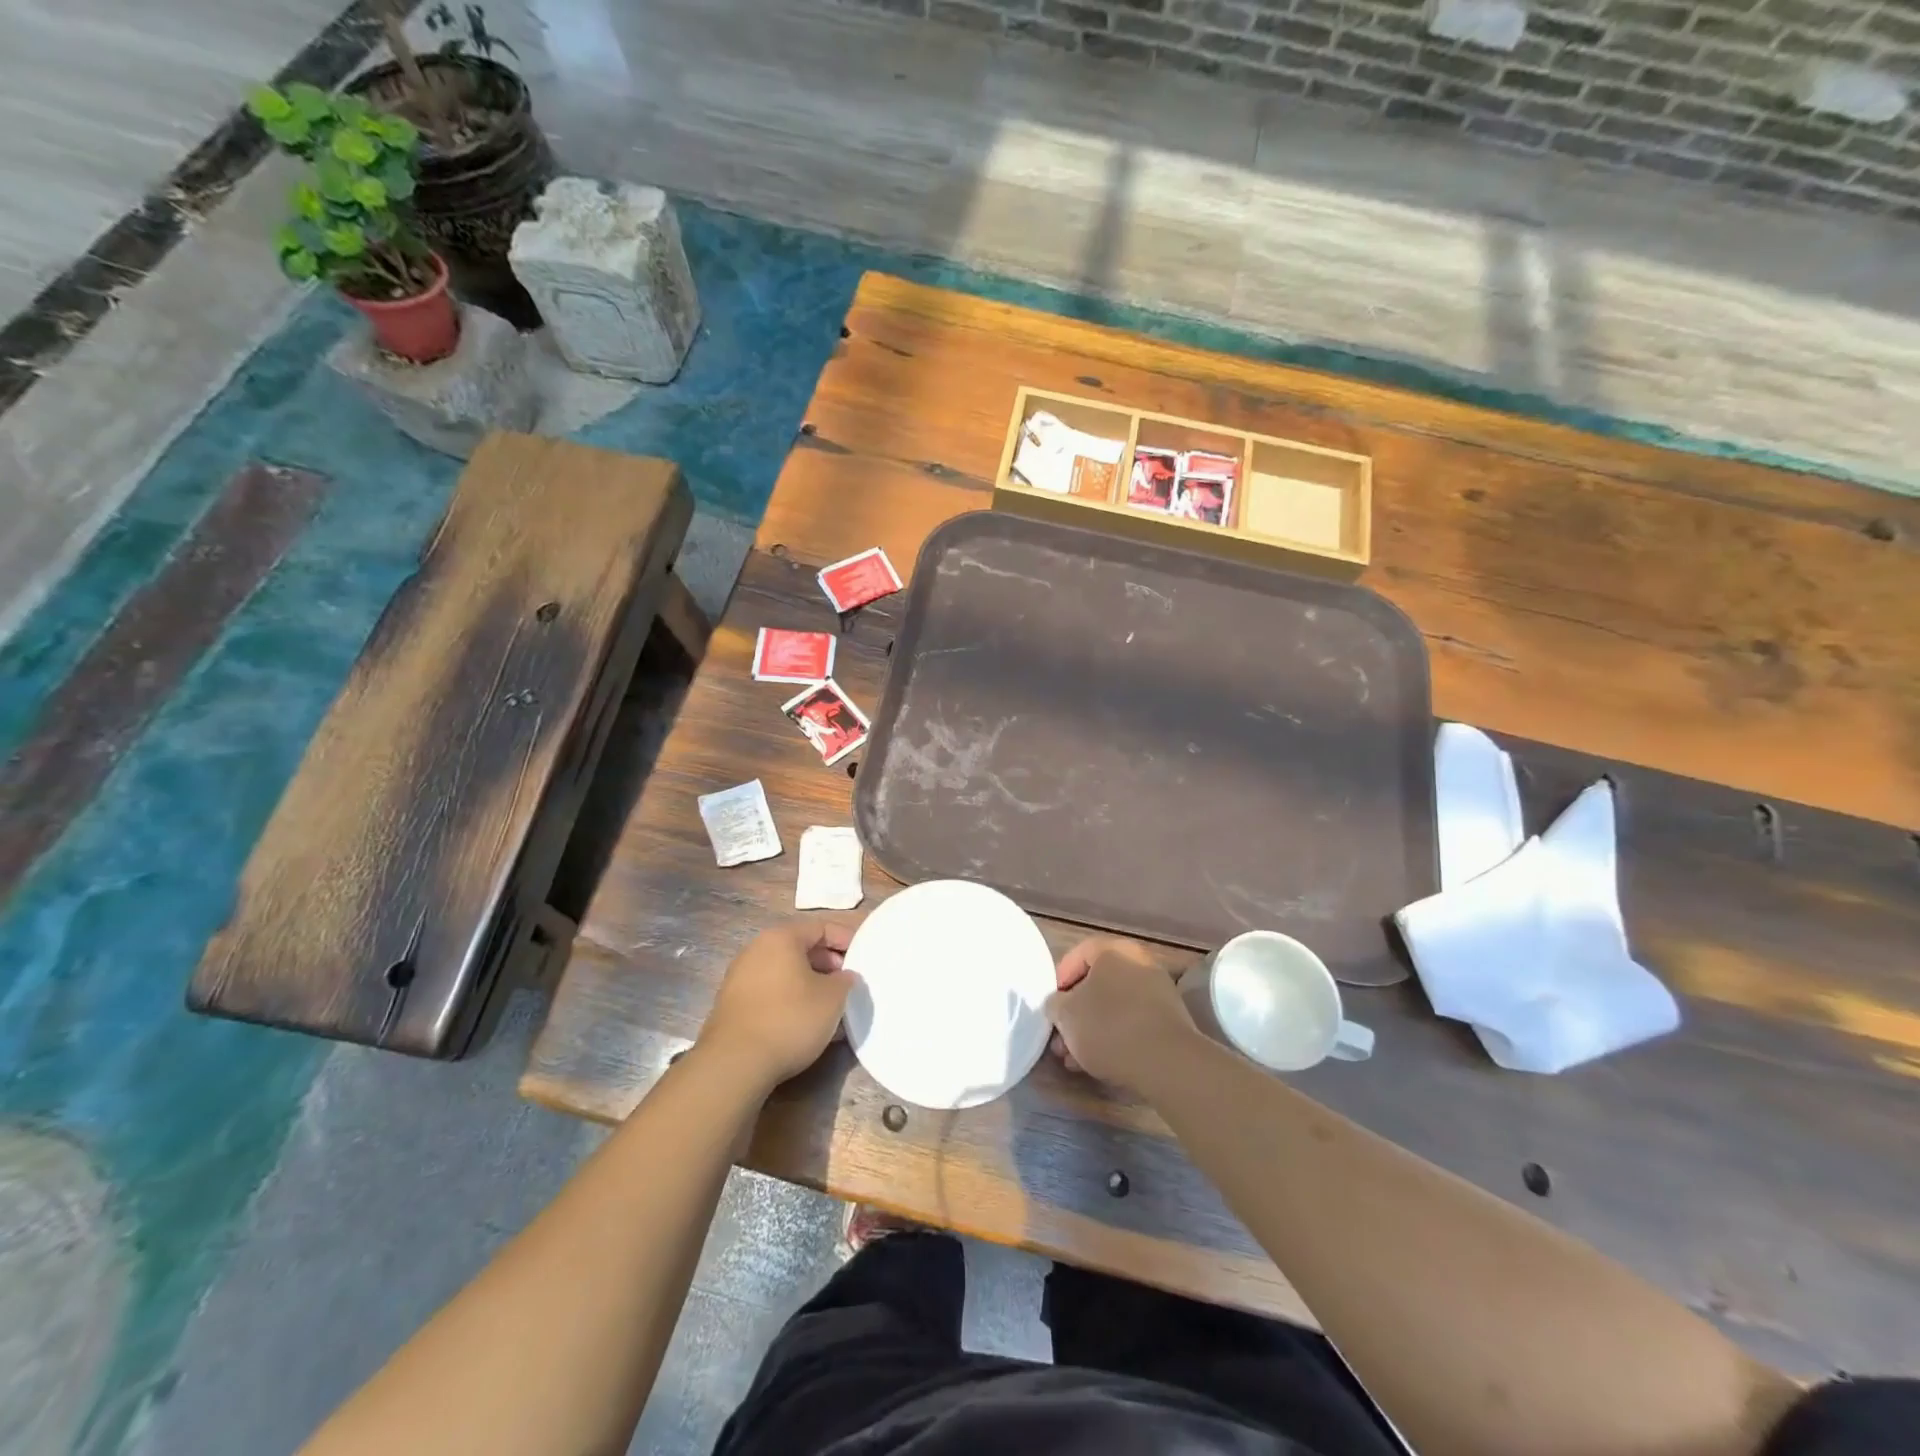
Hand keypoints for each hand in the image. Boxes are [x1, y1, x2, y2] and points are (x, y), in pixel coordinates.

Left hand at [700, 916, 860, 1089]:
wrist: (734, 1063)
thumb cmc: (790, 1019)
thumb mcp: (833, 998)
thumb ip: (845, 980)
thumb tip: (844, 976)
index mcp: (781, 938)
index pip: (820, 927)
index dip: (845, 939)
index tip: (863, 957)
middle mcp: (756, 949)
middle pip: (799, 947)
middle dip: (827, 963)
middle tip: (847, 982)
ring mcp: (740, 977)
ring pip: (784, 971)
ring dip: (809, 983)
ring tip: (829, 1006)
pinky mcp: (732, 1004)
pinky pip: (770, 991)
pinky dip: (790, 999)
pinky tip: (804, 1022)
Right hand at [1046, 936, 1196, 1093]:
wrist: (1167, 1063)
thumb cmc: (1109, 1027)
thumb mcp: (1066, 1015)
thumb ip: (1055, 1004)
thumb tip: (1059, 1004)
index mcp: (1113, 950)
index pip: (1078, 954)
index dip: (1059, 979)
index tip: (1052, 1007)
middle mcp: (1139, 963)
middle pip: (1097, 983)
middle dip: (1076, 1012)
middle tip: (1061, 1038)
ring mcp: (1159, 991)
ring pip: (1115, 1006)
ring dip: (1093, 1029)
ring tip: (1076, 1059)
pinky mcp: (1171, 1020)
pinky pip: (1134, 1022)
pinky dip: (1116, 1037)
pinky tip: (1102, 1063)